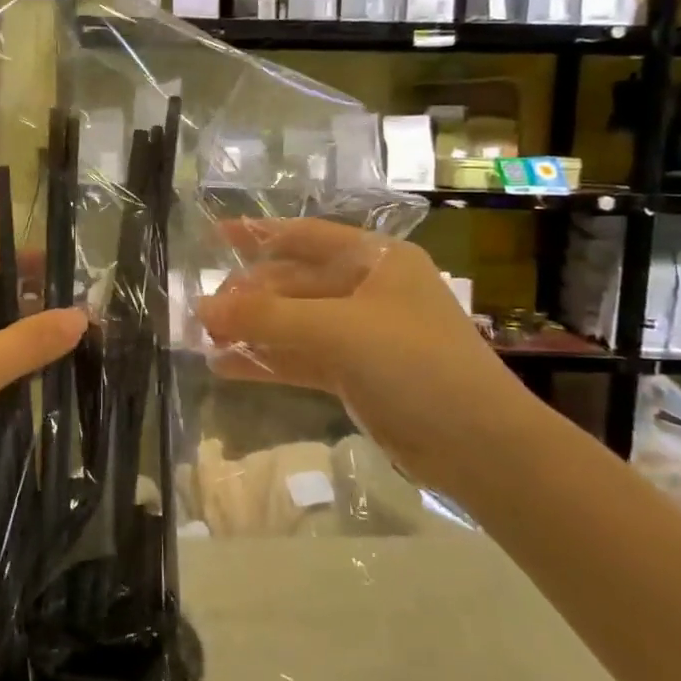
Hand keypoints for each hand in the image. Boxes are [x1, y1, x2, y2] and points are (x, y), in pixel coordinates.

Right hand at [196, 219, 538, 498]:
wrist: (479, 446)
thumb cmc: (415, 364)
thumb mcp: (338, 330)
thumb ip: (267, 317)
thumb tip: (201, 307)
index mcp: (376, 261)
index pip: (306, 237)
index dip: (258, 234)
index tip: (214, 236)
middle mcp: (368, 291)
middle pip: (293, 284)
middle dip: (248, 296)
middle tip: (202, 313)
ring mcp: (361, 335)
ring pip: (293, 324)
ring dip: (252, 330)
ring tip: (203, 339)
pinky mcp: (355, 375)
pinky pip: (300, 359)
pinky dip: (267, 361)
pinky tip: (225, 366)